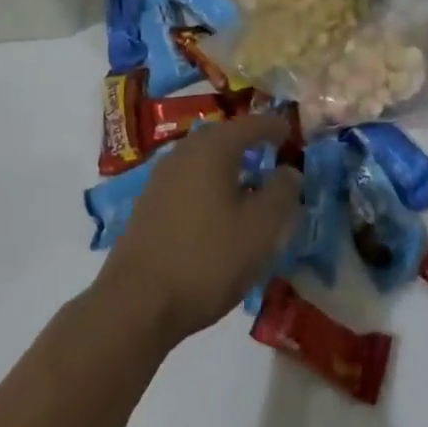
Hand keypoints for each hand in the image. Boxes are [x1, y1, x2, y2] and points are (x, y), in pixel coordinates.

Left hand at [95, 113, 300, 346]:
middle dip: (248, 142)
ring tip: (248, 184)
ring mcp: (162, 175)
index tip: (291, 133)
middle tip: (271, 154)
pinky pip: (189, 178)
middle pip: (223, 137)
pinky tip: (217, 210)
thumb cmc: (206, 260)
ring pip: (204, 158)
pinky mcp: (150, 201)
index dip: (273, 127)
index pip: (250, 124)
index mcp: (213, 147)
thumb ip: (281, 195)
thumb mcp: (259, 231)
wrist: (137, 302)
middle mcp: (185, 150)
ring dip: (228, 165)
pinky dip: (209, 183)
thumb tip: (290, 171)